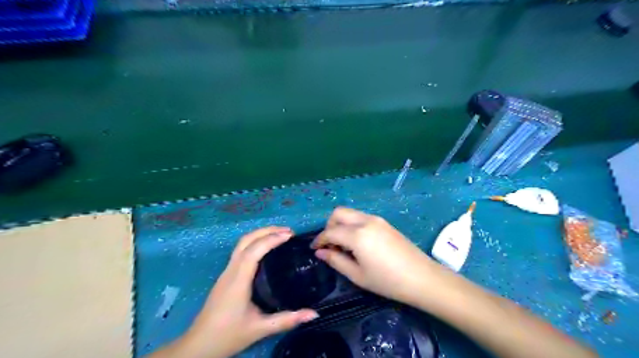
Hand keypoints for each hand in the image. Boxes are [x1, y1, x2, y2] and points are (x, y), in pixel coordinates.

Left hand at [185, 228, 316, 355]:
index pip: (254, 250)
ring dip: (260, 234)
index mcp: (238, 280)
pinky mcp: (226, 276)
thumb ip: (287, 320)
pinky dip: (255, 243)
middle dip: (267, 231)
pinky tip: (266, 249)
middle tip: (288, 231)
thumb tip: (314, 314)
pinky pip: (240, 251)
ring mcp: (226, 272)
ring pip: (242, 244)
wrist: (199, 346)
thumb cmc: (228, 335)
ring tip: (279, 235)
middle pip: (246, 240)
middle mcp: (231, 271)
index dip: (272, 239)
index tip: (290, 235)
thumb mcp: (260, 329)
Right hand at [310, 209, 442, 306]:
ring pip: (350, 213)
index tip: (314, 249)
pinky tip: (357, 242)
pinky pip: (361, 217)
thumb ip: (336, 261)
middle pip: (339, 213)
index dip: (319, 240)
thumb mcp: (358, 275)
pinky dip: (352, 225)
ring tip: (343, 245)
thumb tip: (320, 252)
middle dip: (329, 226)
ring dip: (341, 224)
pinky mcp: (384, 222)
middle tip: (329, 244)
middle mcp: (365, 221)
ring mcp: (377, 219)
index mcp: (357, 235)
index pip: (330, 231)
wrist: (422, 278)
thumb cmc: (387, 281)